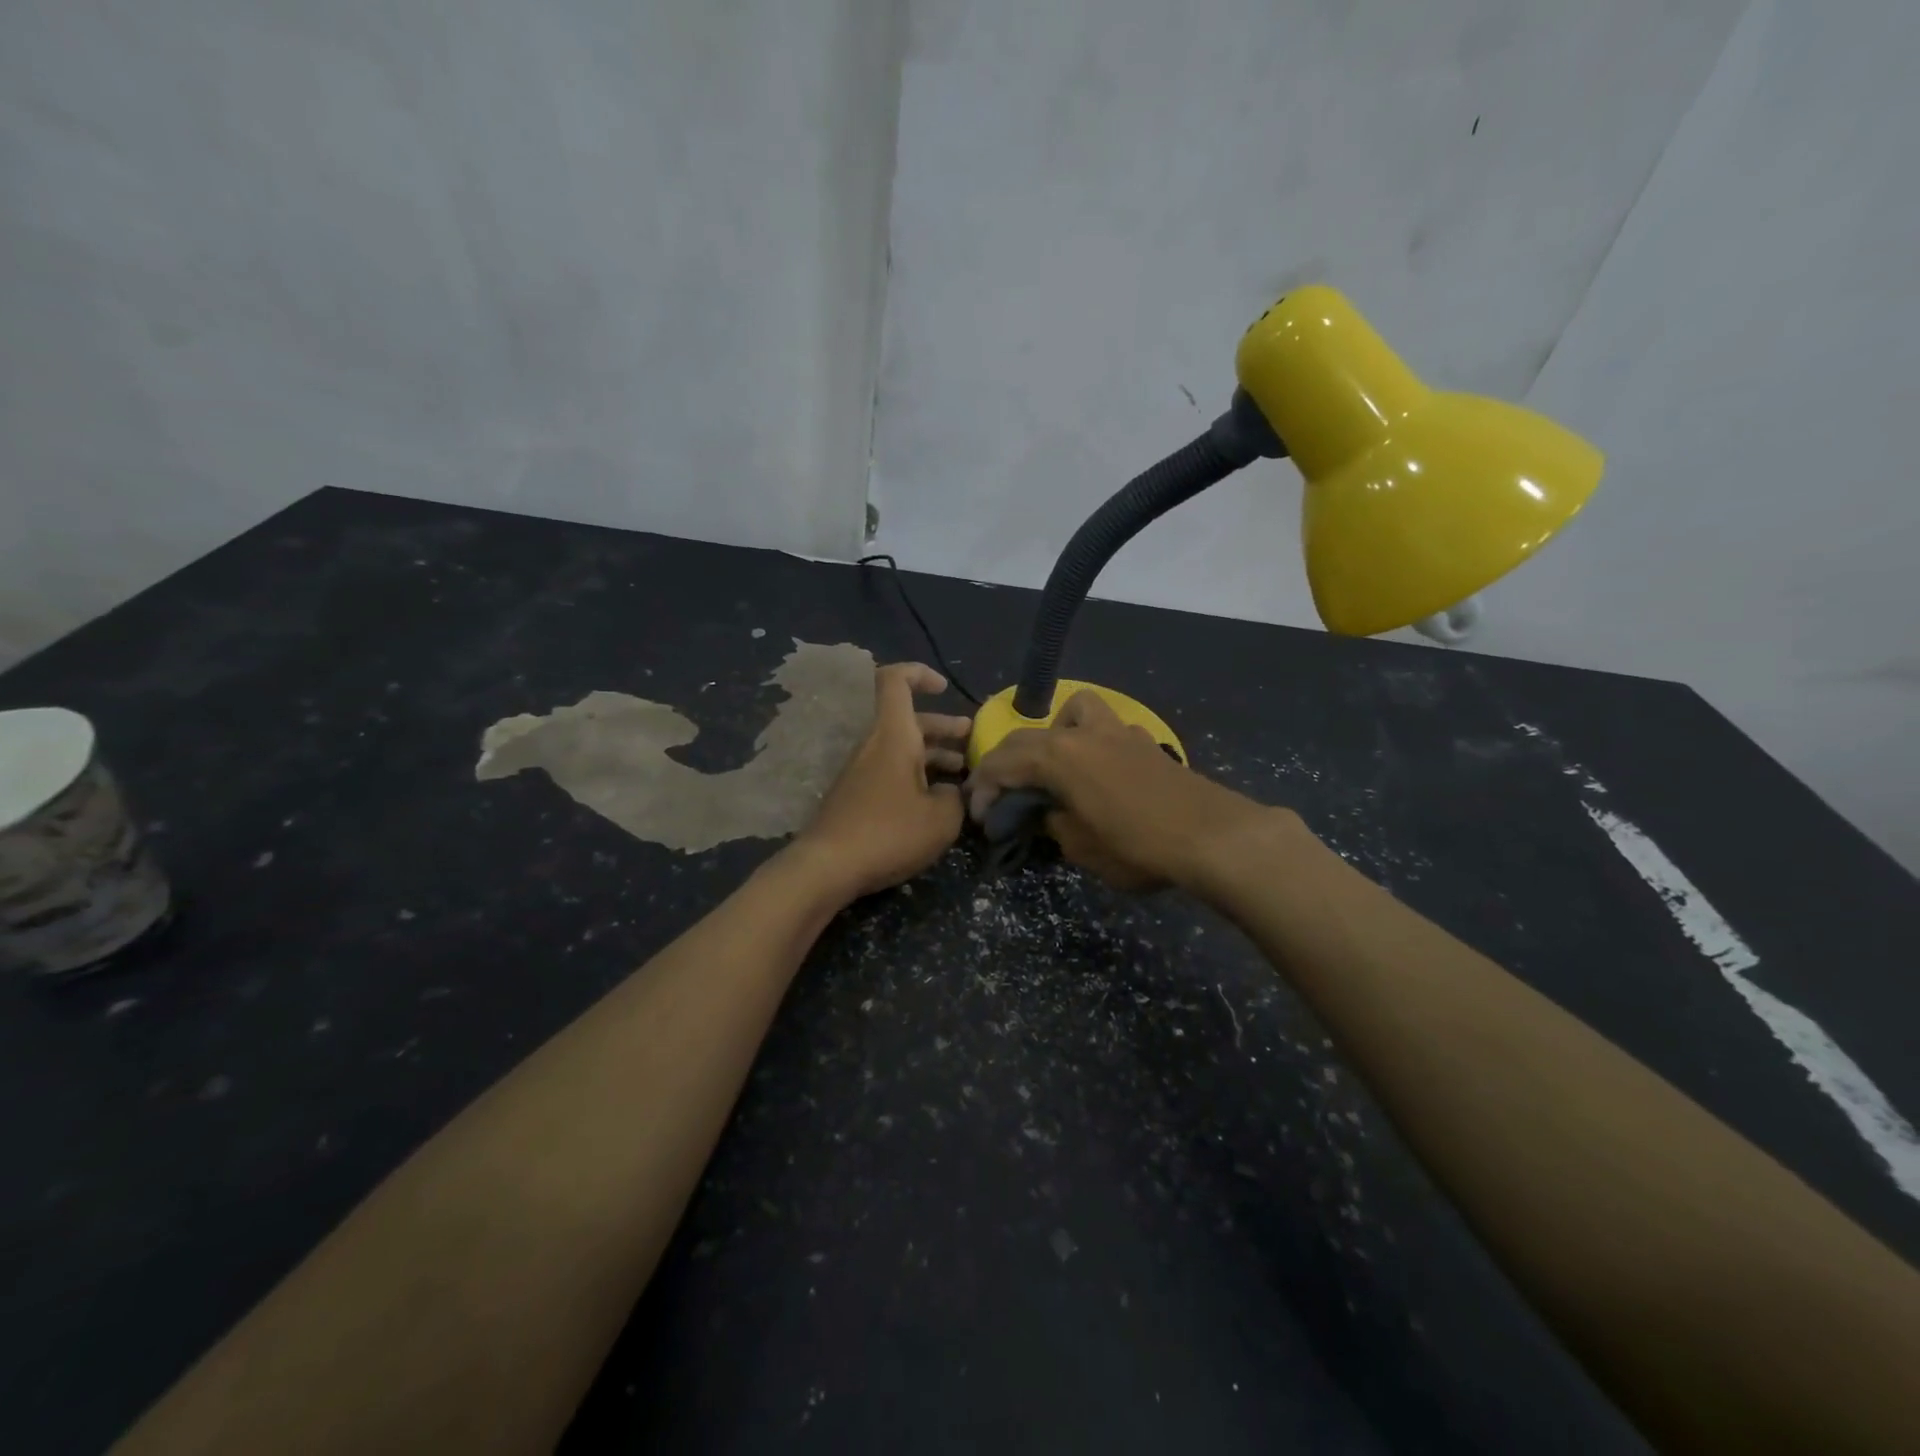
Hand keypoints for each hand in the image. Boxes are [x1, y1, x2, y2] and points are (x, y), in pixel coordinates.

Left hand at [793, 662, 970, 898]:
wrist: (827, 867)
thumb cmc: (889, 832)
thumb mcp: (941, 819)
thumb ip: (957, 798)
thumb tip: (954, 793)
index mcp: (894, 735)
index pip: (895, 680)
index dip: (920, 674)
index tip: (944, 689)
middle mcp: (875, 745)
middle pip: (908, 720)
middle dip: (943, 726)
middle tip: (971, 739)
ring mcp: (861, 771)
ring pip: (901, 748)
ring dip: (932, 754)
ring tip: (962, 774)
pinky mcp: (856, 796)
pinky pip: (890, 772)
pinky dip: (915, 776)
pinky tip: (935, 802)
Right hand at [965, 690, 1279, 892]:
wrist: (1212, 836)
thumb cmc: (1138, 845)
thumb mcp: (1081, 847)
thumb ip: (1054, 824)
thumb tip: (1047, 813)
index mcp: (1058, 755)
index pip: (1003, 762)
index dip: (983, 787)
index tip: (978, 815)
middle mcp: (1083, 732)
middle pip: (1029, 736)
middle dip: (1006, 763)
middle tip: (999, 795)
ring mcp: (1118, 731)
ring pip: (1073, 712)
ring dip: (1053, 735)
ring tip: (1054, 768)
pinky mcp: (1144, 742)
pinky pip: (1104, 730)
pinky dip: (1089, 744)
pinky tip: (1098, 775)